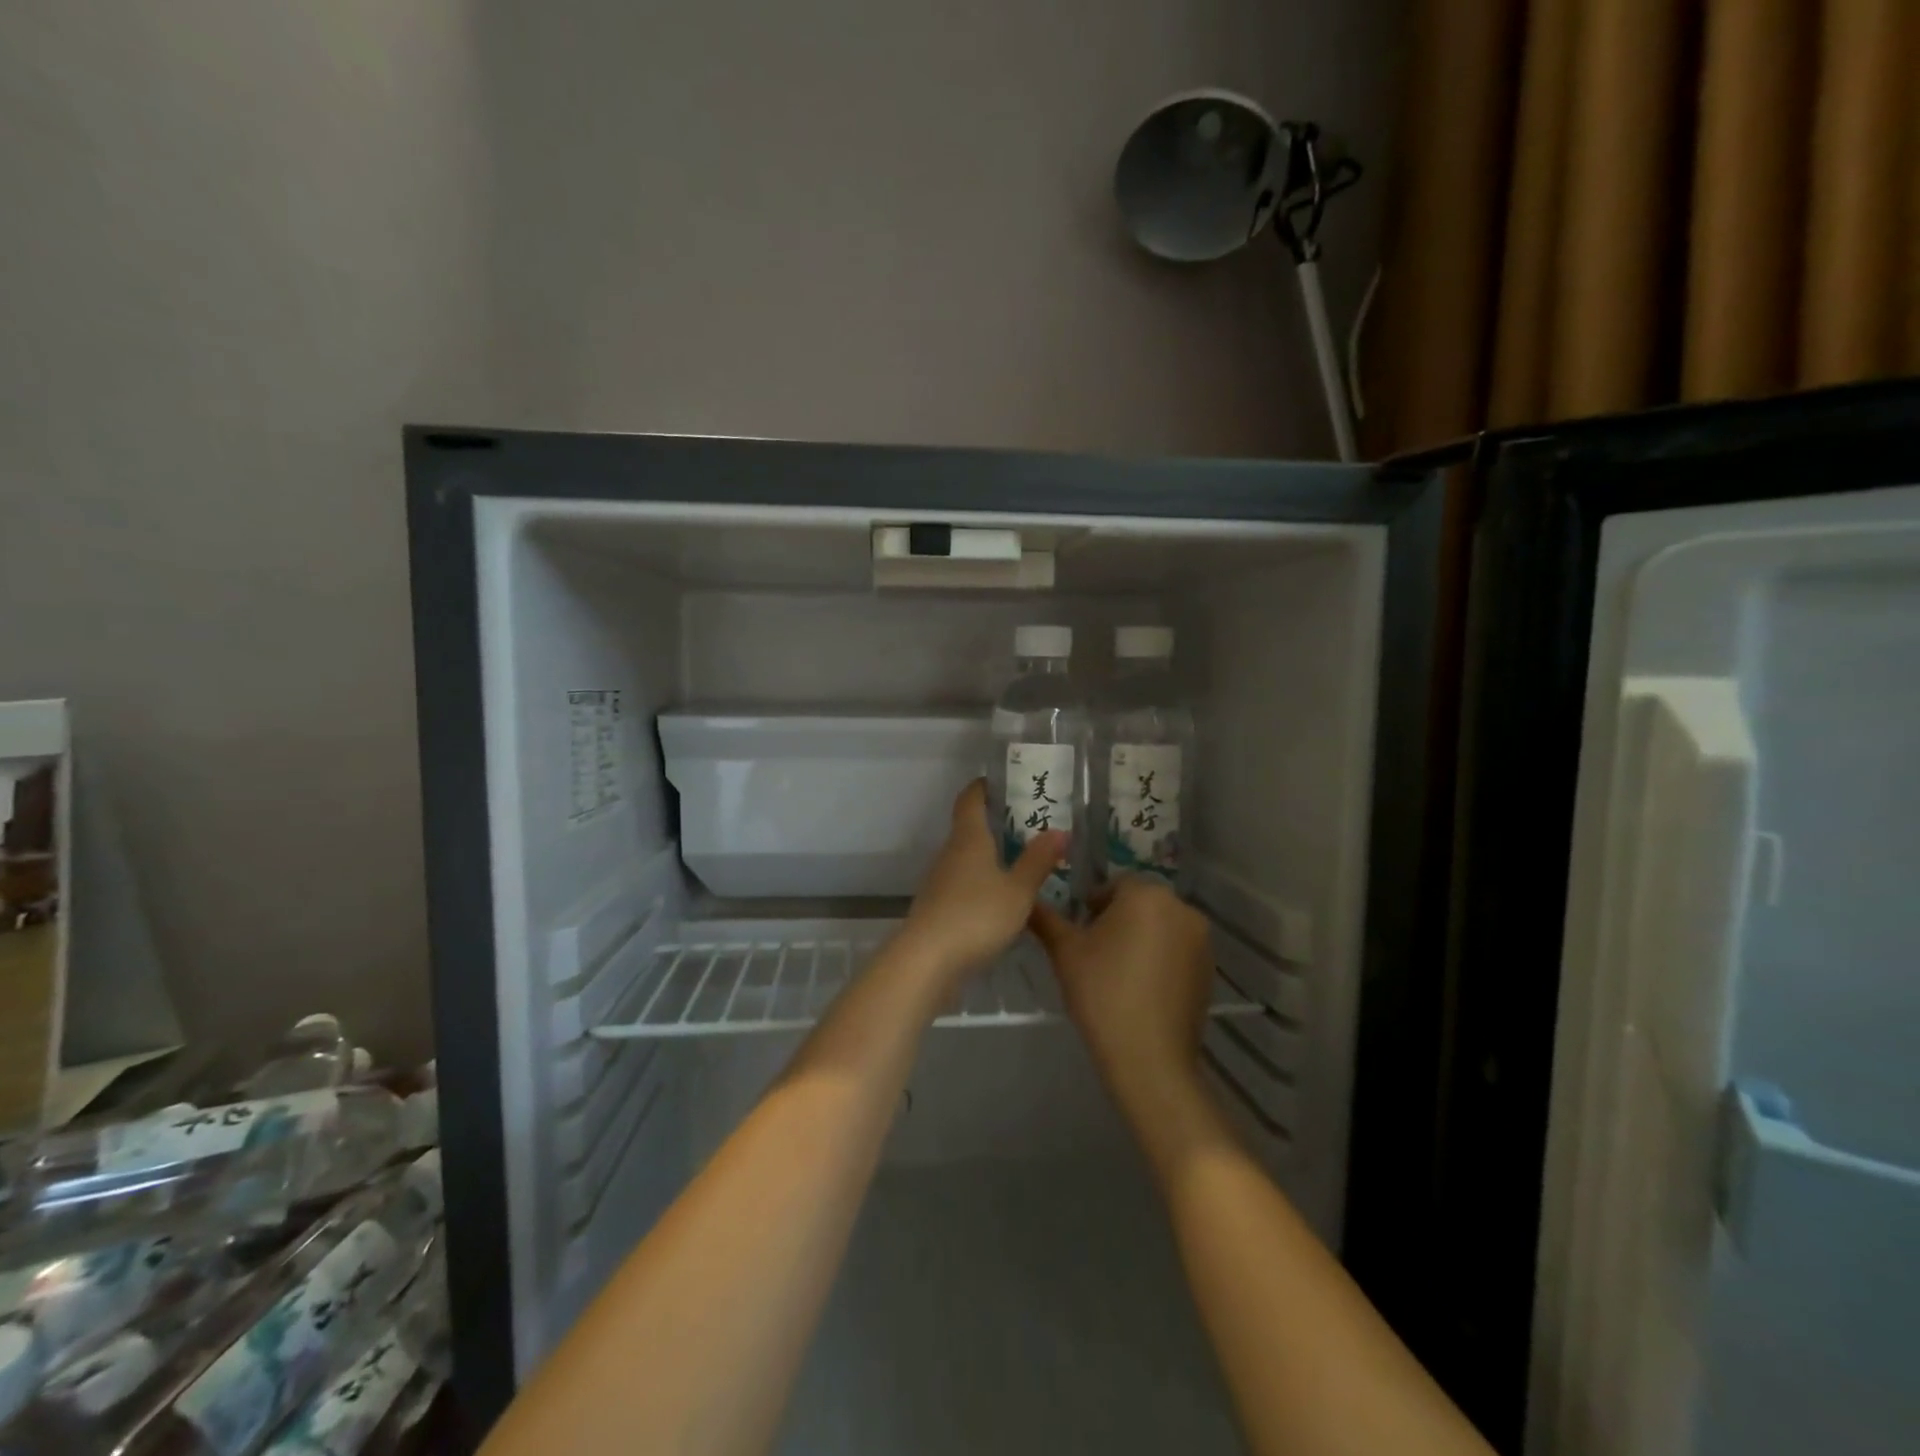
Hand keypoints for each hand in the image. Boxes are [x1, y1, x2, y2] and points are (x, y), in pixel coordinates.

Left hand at [894, 780, 1066, 992]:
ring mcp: (940, 882)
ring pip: (967, 858)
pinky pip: (964, 884)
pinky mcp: (938, 909)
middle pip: (969, 828)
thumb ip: (1038, 861)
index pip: (970, 800)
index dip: (982, 787)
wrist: (927, 961)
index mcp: (969, 839)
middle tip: (1028, 823)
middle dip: (994, 823)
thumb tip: (1059, 830)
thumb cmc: (976, 916)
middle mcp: (950, 853)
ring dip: (990, 856)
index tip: (1000, 780)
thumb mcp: (1018, 890)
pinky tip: (1003, 898)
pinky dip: (983, 882)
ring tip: (1022, 860)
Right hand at [1029, 876, 1213, 1111]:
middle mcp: (1181, 908)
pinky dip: (1160, 958)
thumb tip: (1027, 900)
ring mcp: (1201, 940)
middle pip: (1140, 903)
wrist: (1150, 1059)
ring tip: (1118, 971)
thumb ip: (1045, 919)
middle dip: (1118, 919)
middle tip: (1095, 952)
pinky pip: (1177, 950)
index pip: (1114, 885)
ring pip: (1160, 926)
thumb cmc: (1103, 994)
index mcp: (1146, 895)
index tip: (1080, 932)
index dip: (1092, 906)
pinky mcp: (1210, 969)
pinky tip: (1142, 988)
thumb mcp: (1064, 952)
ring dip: (1140, 937)